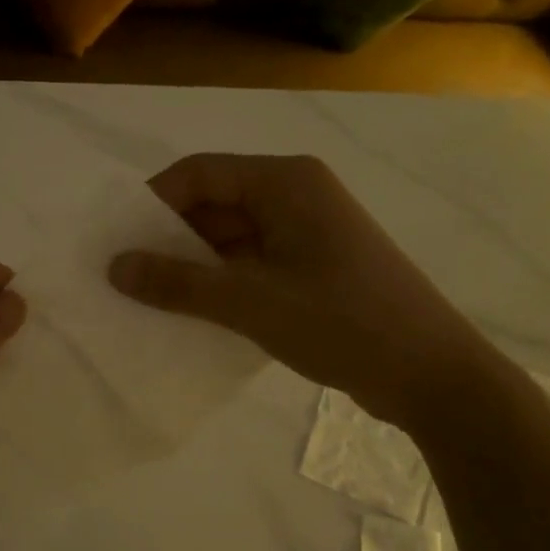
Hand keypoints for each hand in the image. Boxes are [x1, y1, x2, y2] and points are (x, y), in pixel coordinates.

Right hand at [108, 154, 498, 431]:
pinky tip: (191, 312)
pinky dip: (220, 282)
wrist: (434, 376)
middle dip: (168, 237)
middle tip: (124, 274)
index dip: (152, 202)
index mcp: (285, 182)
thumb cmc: (343, 324)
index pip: (199, 173)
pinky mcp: (314, 267)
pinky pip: (251, 262)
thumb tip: (115, 267)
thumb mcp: (251, 303)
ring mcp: (307, 233)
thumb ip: (178, 283)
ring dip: (192, 264)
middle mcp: (296, 195)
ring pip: (231, 236)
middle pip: (214, 203)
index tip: (115, 240)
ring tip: (148, 297)